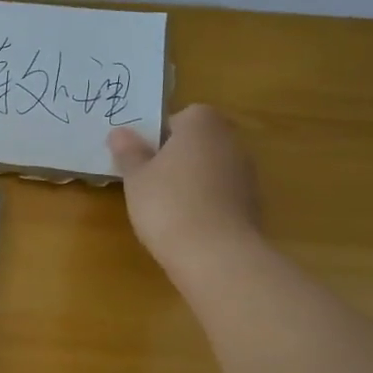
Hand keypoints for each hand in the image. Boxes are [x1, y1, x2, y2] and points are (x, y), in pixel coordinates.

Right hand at [107, 105, 262, 276]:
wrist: (216, 255)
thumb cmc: (169, 204)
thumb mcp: (136, 177)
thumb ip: (129, 152)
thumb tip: (119, 133)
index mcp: (202, 124)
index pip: (178, 117)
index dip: (158, 135)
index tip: (141, 158)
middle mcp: (230, 140)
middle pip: (197, 142)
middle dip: (175, 157)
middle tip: (148, 180)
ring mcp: (246, 173)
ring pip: (210, 168)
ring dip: (191, 180)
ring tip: (165, 206)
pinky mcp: (252, 204)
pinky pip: (221, 193)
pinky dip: (206, 202)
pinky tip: (187, 223)